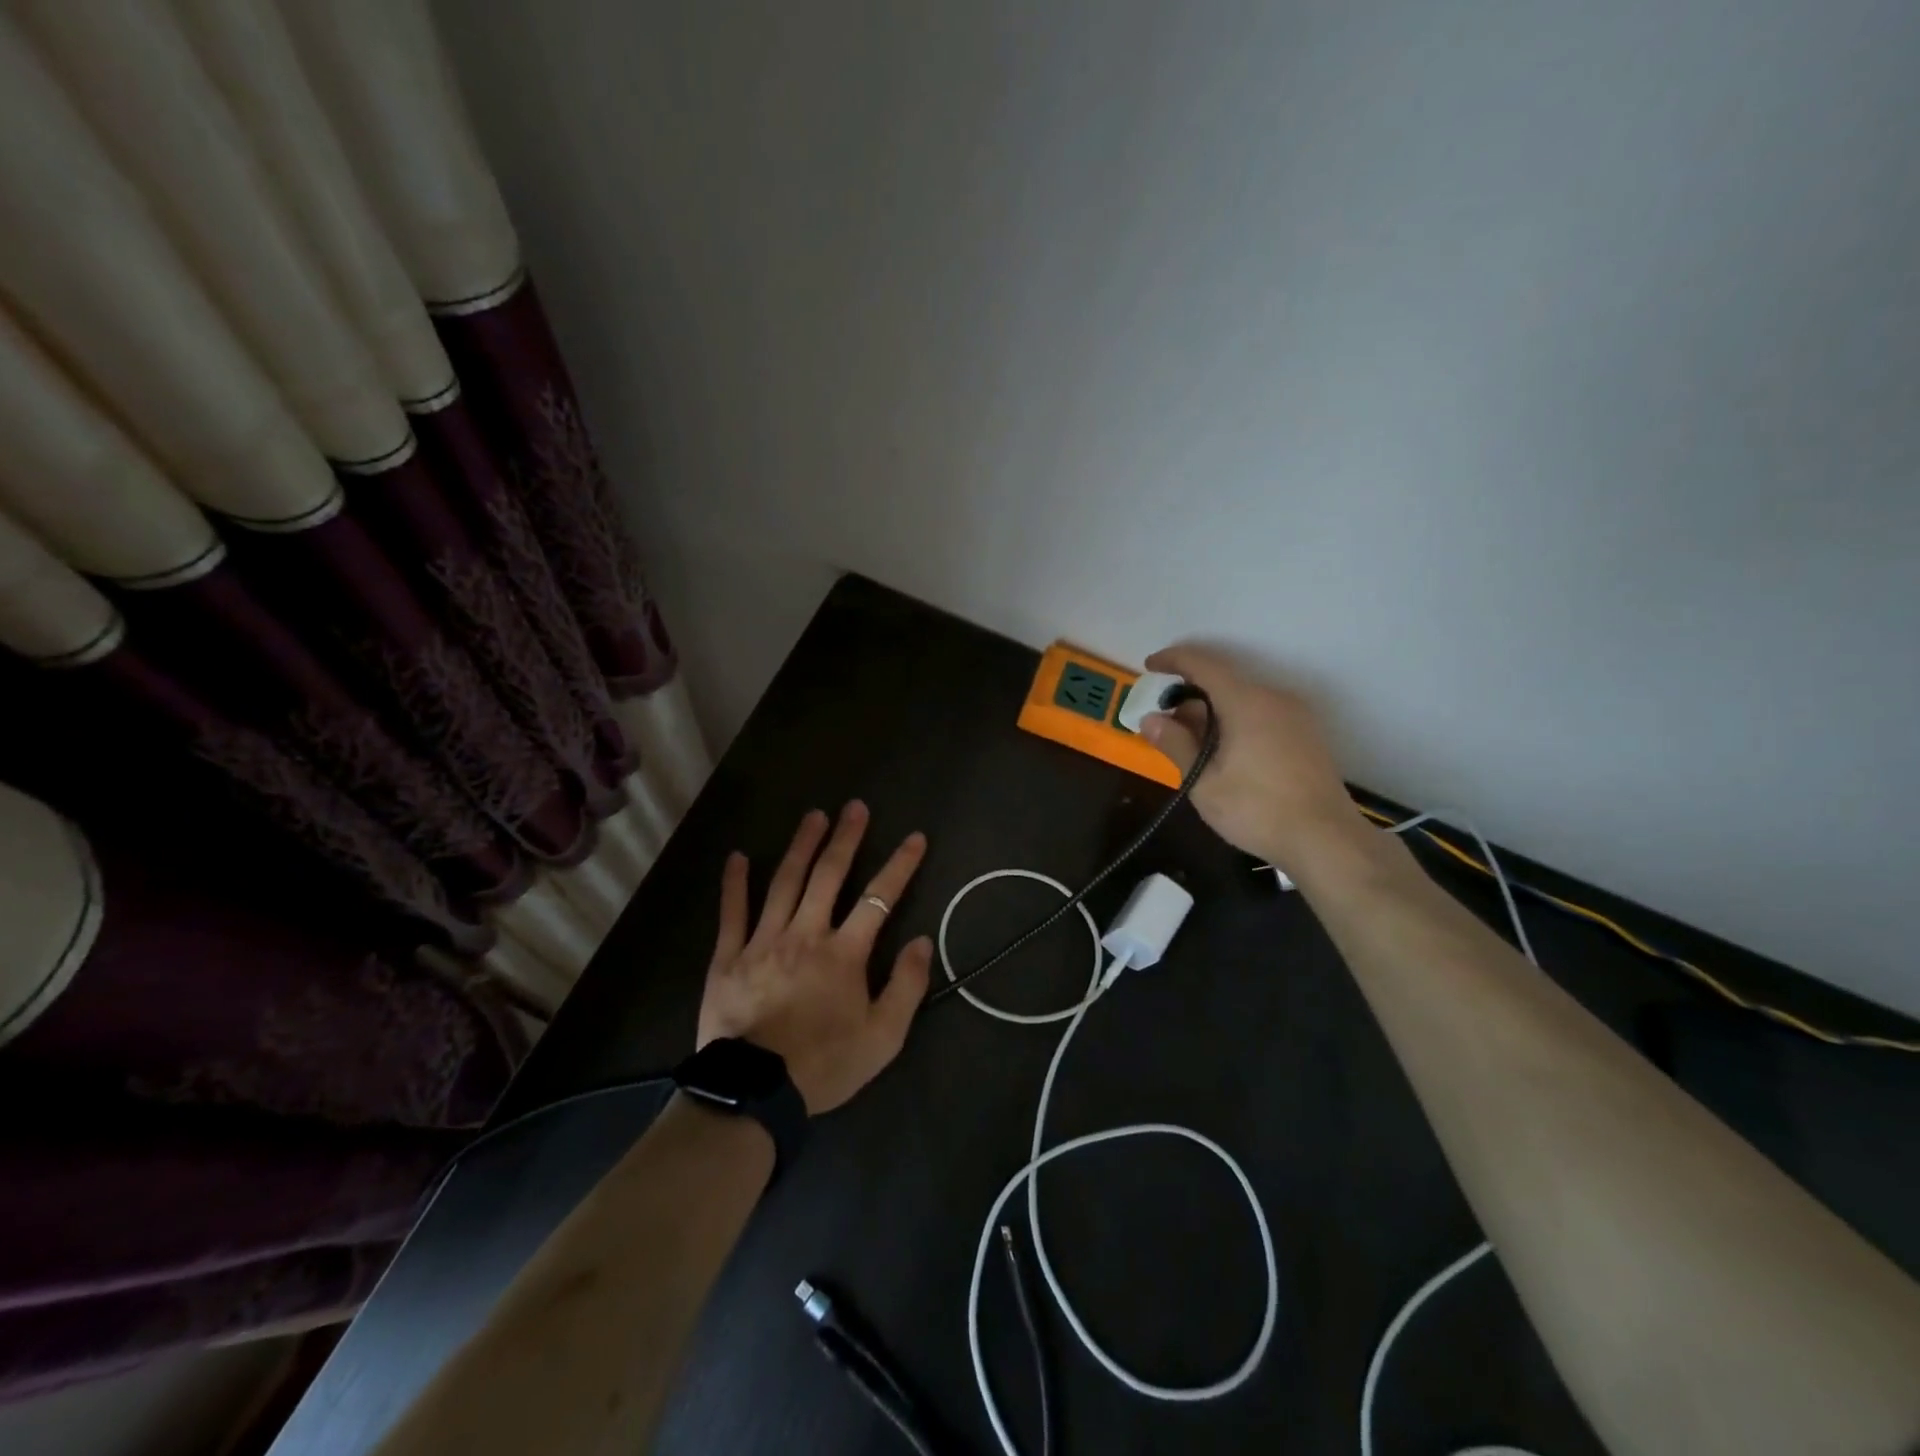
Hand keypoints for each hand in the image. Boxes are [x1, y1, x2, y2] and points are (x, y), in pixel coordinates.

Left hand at [697, 802, 932, 1114]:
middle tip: (855, 807)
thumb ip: (906, 986)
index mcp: (844, 953)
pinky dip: (735, 884)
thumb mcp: (883, 1038)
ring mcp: (763, 941)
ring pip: (785, 883)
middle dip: (845, 839)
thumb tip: (921, 940)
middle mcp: (805, 934)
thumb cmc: (823, 1065)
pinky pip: (732, 913)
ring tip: (813, 816)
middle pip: (829, 876)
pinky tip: (738, 857)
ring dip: (801, 846)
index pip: (879, 898)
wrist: (754, 1094)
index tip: (914, 837)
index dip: (900, 865)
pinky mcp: (728, 957)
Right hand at [1140, 644, 1366, 870]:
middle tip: (1164, 720)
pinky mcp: (1306, 735)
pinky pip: (1262, 713)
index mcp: (1247, 702)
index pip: (1204, 664)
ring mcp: (1296, 716)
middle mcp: (1274, 698)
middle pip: (1224, 681)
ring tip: (1189, 740)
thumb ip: (1176, 745)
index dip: (1174, 660)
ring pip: (1244, 698)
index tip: (1149, 666)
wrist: (1326, 841)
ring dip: (1212, 710)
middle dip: (1190, 694)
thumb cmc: (1257, 810)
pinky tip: (1223, 751)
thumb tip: (1150, 719)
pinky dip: (1235, 720)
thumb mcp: (1204, 782)